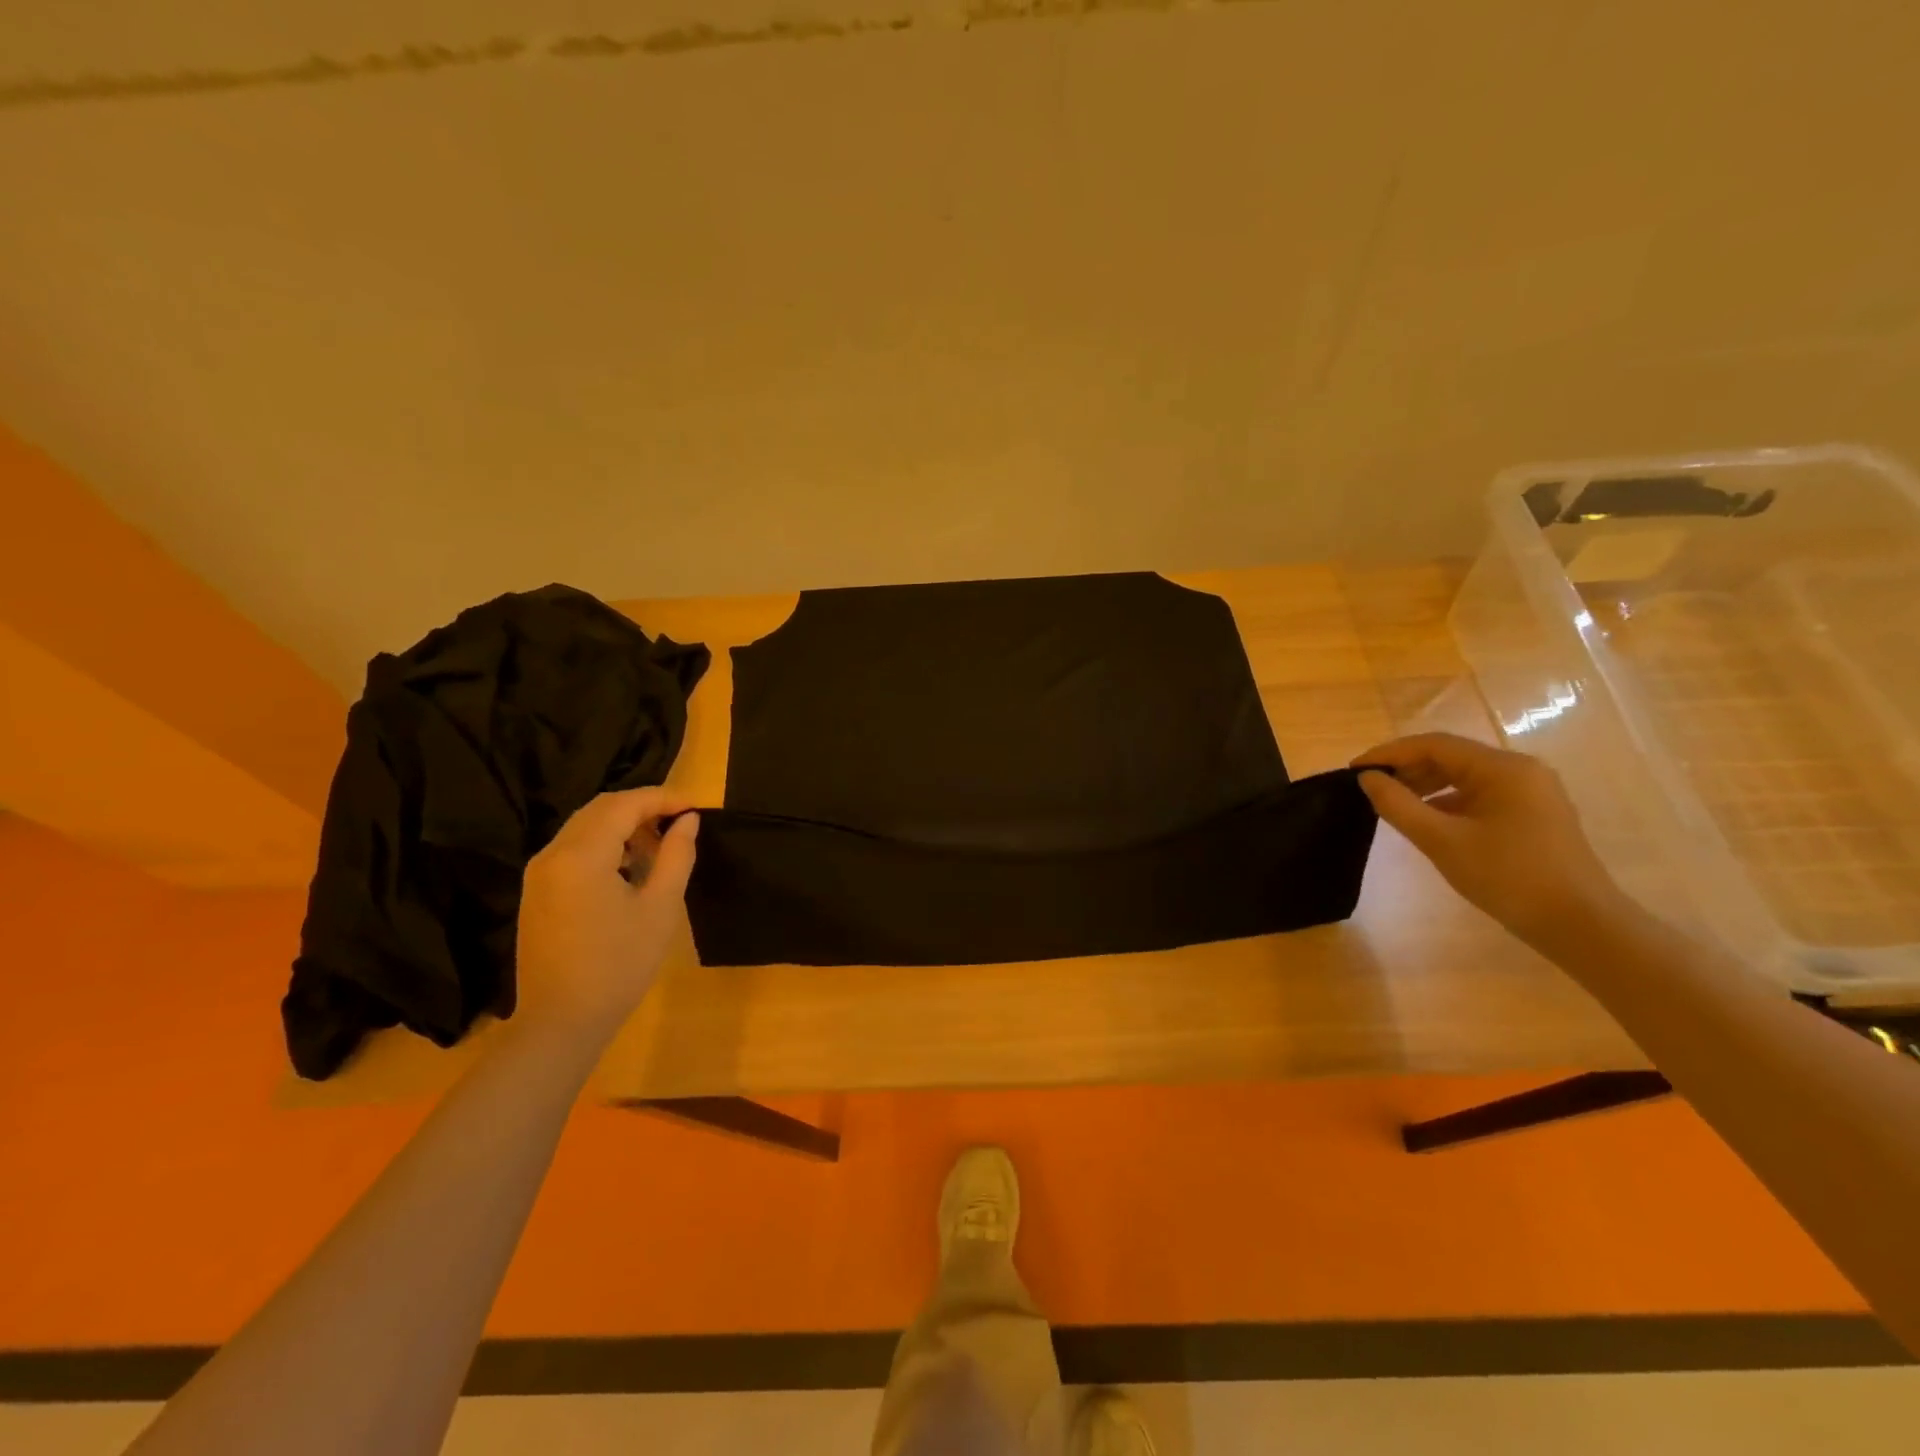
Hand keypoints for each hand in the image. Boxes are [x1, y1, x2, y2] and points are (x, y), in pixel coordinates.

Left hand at [513, 788, 697, 1039]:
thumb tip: (688, 821)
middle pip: (601, 809)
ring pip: (585, 826)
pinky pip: (573, 849)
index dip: (664, 798)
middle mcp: (553, 854)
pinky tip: (630, 867)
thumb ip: (677, 856)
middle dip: (644, 807)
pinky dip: (605, 844)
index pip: (625, 804)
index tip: (696, 807)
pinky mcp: (537, 892)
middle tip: (681, 823)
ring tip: (660, 847)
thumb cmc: (618, 965)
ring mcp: (540, 873)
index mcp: (581, 855)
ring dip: (624, 825)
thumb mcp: (660, 908)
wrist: (561, 1022)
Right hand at [1352, 732, 1630, 952]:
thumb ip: (1398, 805)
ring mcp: (1531, 792)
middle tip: (1368, 787)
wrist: (1579, 925)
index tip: (1354, 769)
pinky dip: (1448, 801)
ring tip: (1392, 803)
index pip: (1433, 745)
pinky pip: (1480, 795)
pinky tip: (1427, 820)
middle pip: (1450, 756)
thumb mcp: (1441, 841)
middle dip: (1406, 768)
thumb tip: (1367, 779)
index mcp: (1502, 768)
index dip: (1389, 753)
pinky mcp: (1533, 813)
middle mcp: (1520, 770)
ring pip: (1465, 776)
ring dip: (1425, 785)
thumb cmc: (1507, 877)